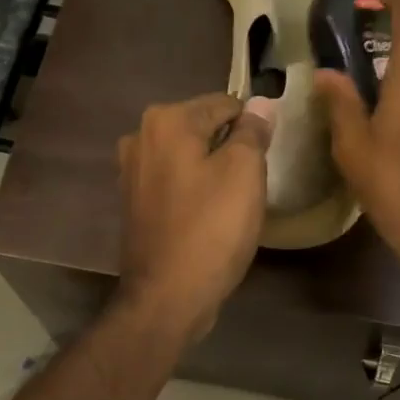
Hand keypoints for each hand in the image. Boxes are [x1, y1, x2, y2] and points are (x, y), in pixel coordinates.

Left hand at [115, 93, 274, 339]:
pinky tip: (209, 214)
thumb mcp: (245, 172)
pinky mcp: (133, 200)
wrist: (167, 296)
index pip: (225, 104)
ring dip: (212, 168)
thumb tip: (260, 105)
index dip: (252, 126)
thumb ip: (253, 131)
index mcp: (166, 120)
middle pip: (203, 127)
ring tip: (233, 199)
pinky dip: (194, 188)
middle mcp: (141, 136)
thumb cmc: (211, 228)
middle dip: (230, 146)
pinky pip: (174, 180)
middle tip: (252, 180)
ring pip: (189, 155)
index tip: (267, 155)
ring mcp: (132, 170)